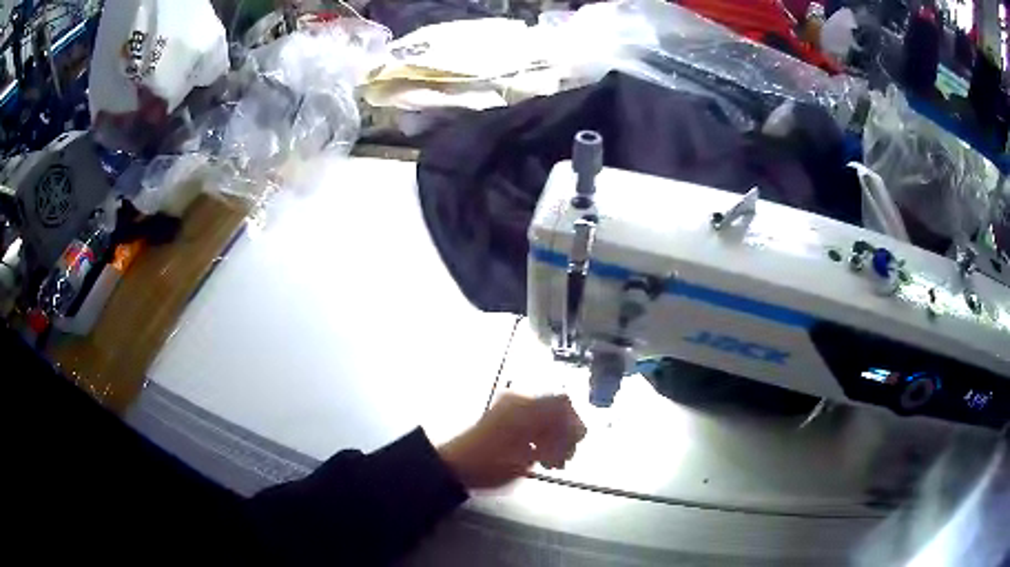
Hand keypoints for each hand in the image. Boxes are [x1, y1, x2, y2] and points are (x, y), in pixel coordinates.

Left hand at [438, 393, 586, 489]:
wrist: (455, 467)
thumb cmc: (490, 463)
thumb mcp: (526, 456)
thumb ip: (555, 439)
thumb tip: (578, 430)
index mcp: (524, 407)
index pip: (562, 403)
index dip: (574, 422)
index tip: (576, 444)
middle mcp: (518, 403)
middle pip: (556, 412)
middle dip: (565, 435)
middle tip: (565, 458)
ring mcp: (510, 411)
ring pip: (546, 420)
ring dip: (555, 440)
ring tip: (553, 464)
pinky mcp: (504, 421)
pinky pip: (533, 424)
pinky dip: (541, 439)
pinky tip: (541, 460)